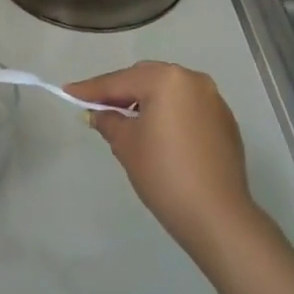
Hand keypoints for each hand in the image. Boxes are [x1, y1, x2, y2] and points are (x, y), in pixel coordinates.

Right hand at [63, 62, 255, 257]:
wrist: (216, 215)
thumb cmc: (164, 173)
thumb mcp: (126, 144)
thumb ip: (109, 121)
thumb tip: (99, 113)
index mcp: (168, 80)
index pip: (120, 81)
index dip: (92, 89)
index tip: (68, 91)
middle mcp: (193, 81)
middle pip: (147, 78)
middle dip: (121, 91)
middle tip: (97, 106)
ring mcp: (214, 100)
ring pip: (169, 91)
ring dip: (146, 100)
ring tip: (126, 119)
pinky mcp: (224, 121)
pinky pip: (187, 107)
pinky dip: (169, 113)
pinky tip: (157, 133)